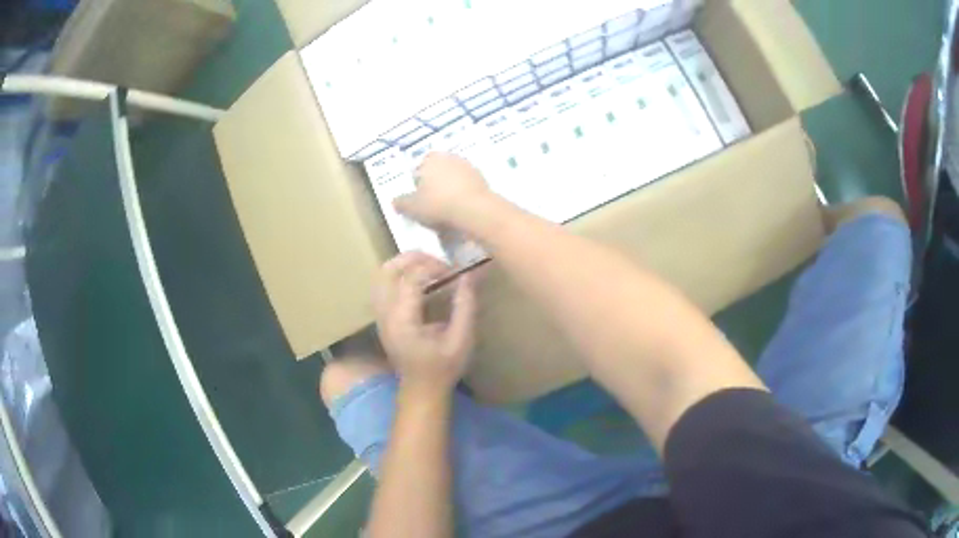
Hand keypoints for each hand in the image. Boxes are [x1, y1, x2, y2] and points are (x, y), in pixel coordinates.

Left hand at [373, 252, 476, 391]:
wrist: (421, 390)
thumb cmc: (443, 368)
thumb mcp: (461, 340)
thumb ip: (465, 306)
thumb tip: (468, 275)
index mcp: (403, 320)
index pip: (411, 278)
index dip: (433, 267)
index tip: (454, 271)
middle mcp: (385, 314)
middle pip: (388, 270)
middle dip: (413, 258)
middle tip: (438, 262)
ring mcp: (379, 315)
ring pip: (380, 275)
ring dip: (403, 264)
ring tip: (427, 266)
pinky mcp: (381, 317)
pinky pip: (381, 285)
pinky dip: (398, 274)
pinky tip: (417, 280)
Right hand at [394, 152, 496, 230]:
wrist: (474, 209)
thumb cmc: (437, 204)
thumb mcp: (412, 207)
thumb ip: (402, 203)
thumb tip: (395, 201)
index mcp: (431, 158)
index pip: (419, 168)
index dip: (417, 183)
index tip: (418, 199)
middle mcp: (450, 157)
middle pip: (438, 171)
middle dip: (434, 184)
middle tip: (432, 204)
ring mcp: (468, 166)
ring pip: (453, 178)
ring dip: (450, 189)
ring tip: (447, 209)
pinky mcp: (482, 178)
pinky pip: (467, 187)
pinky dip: (463, 195)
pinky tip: (461, 209)